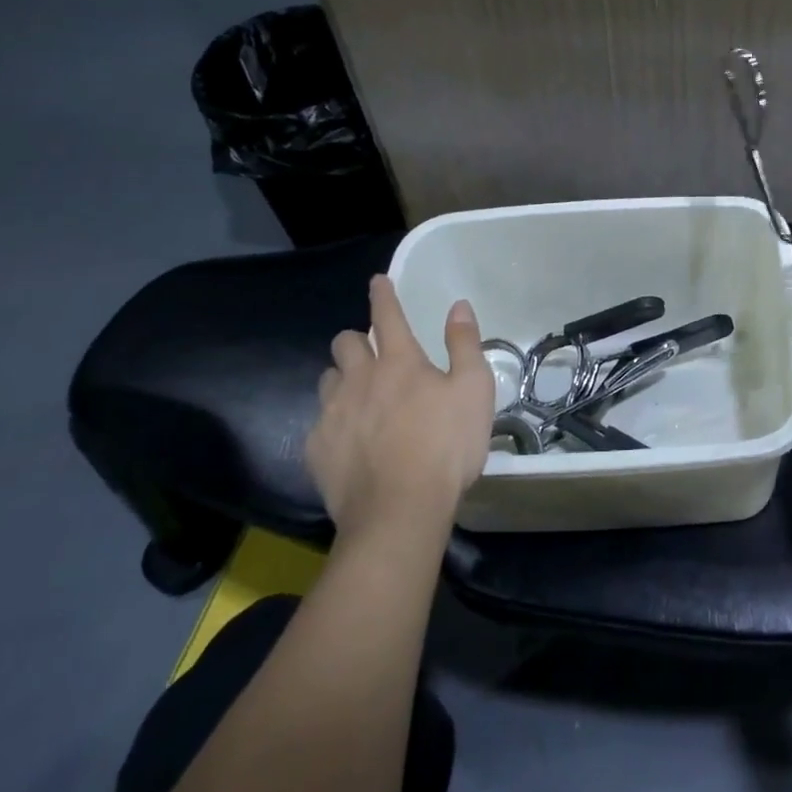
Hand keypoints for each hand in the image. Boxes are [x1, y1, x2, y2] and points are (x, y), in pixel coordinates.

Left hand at [307, 275, 493, 541]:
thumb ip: (465, 344)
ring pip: (327, 379)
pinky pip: (319, 422)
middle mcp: (360, 379)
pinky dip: (333, 421)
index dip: (383, 294)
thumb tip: (458, 306)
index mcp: (399, 361)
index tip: (377, 280)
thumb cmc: (446, 446)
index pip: (387, 315)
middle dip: (357, 339)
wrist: (399, 511)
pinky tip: (349, 439)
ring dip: (342, 378)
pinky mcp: (317, 449)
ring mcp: (333, 414)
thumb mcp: (474, 390)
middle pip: (345, 343)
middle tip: (374, 353)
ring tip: (358, 394)